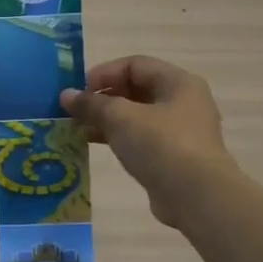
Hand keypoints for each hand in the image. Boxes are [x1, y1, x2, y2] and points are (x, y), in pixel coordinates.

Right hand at [61, 57, 236, 226]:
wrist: (196, 196)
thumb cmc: (161, 145)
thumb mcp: (121, 118)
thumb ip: (92, 104)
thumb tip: (66, 95)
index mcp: (178, 82)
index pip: (135, 65)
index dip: (104, 73)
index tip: (78, 91)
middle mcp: (184, 102)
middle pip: (137, 89)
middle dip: (103, 98)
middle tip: (75, 111)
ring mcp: (181, 131)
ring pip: (137, 116)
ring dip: (107, 120)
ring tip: (79, 129)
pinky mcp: (174, 157)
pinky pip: (142, 138)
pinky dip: (119, 138)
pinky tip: (95, 145)